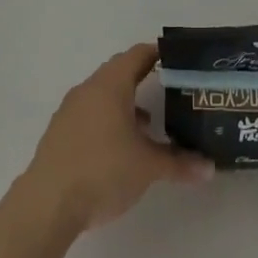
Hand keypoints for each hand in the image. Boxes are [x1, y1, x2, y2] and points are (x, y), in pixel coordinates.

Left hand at [21, 44, 213, 232]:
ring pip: (103, 96)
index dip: (158, 54)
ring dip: (125, 104)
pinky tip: (120, 148)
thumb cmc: (103, 170)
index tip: (178, 60)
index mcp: (111, 84)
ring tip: (149, 125)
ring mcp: (70, 110)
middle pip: (119, 72)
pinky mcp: (59, 133)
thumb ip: (179, 163)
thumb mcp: (148, 167)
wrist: (47, 204)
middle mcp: (88, 89)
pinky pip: (89, 115)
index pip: (137, 55)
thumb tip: (209, 167)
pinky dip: (108, 121)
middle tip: (170, 90)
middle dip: (143, 79)